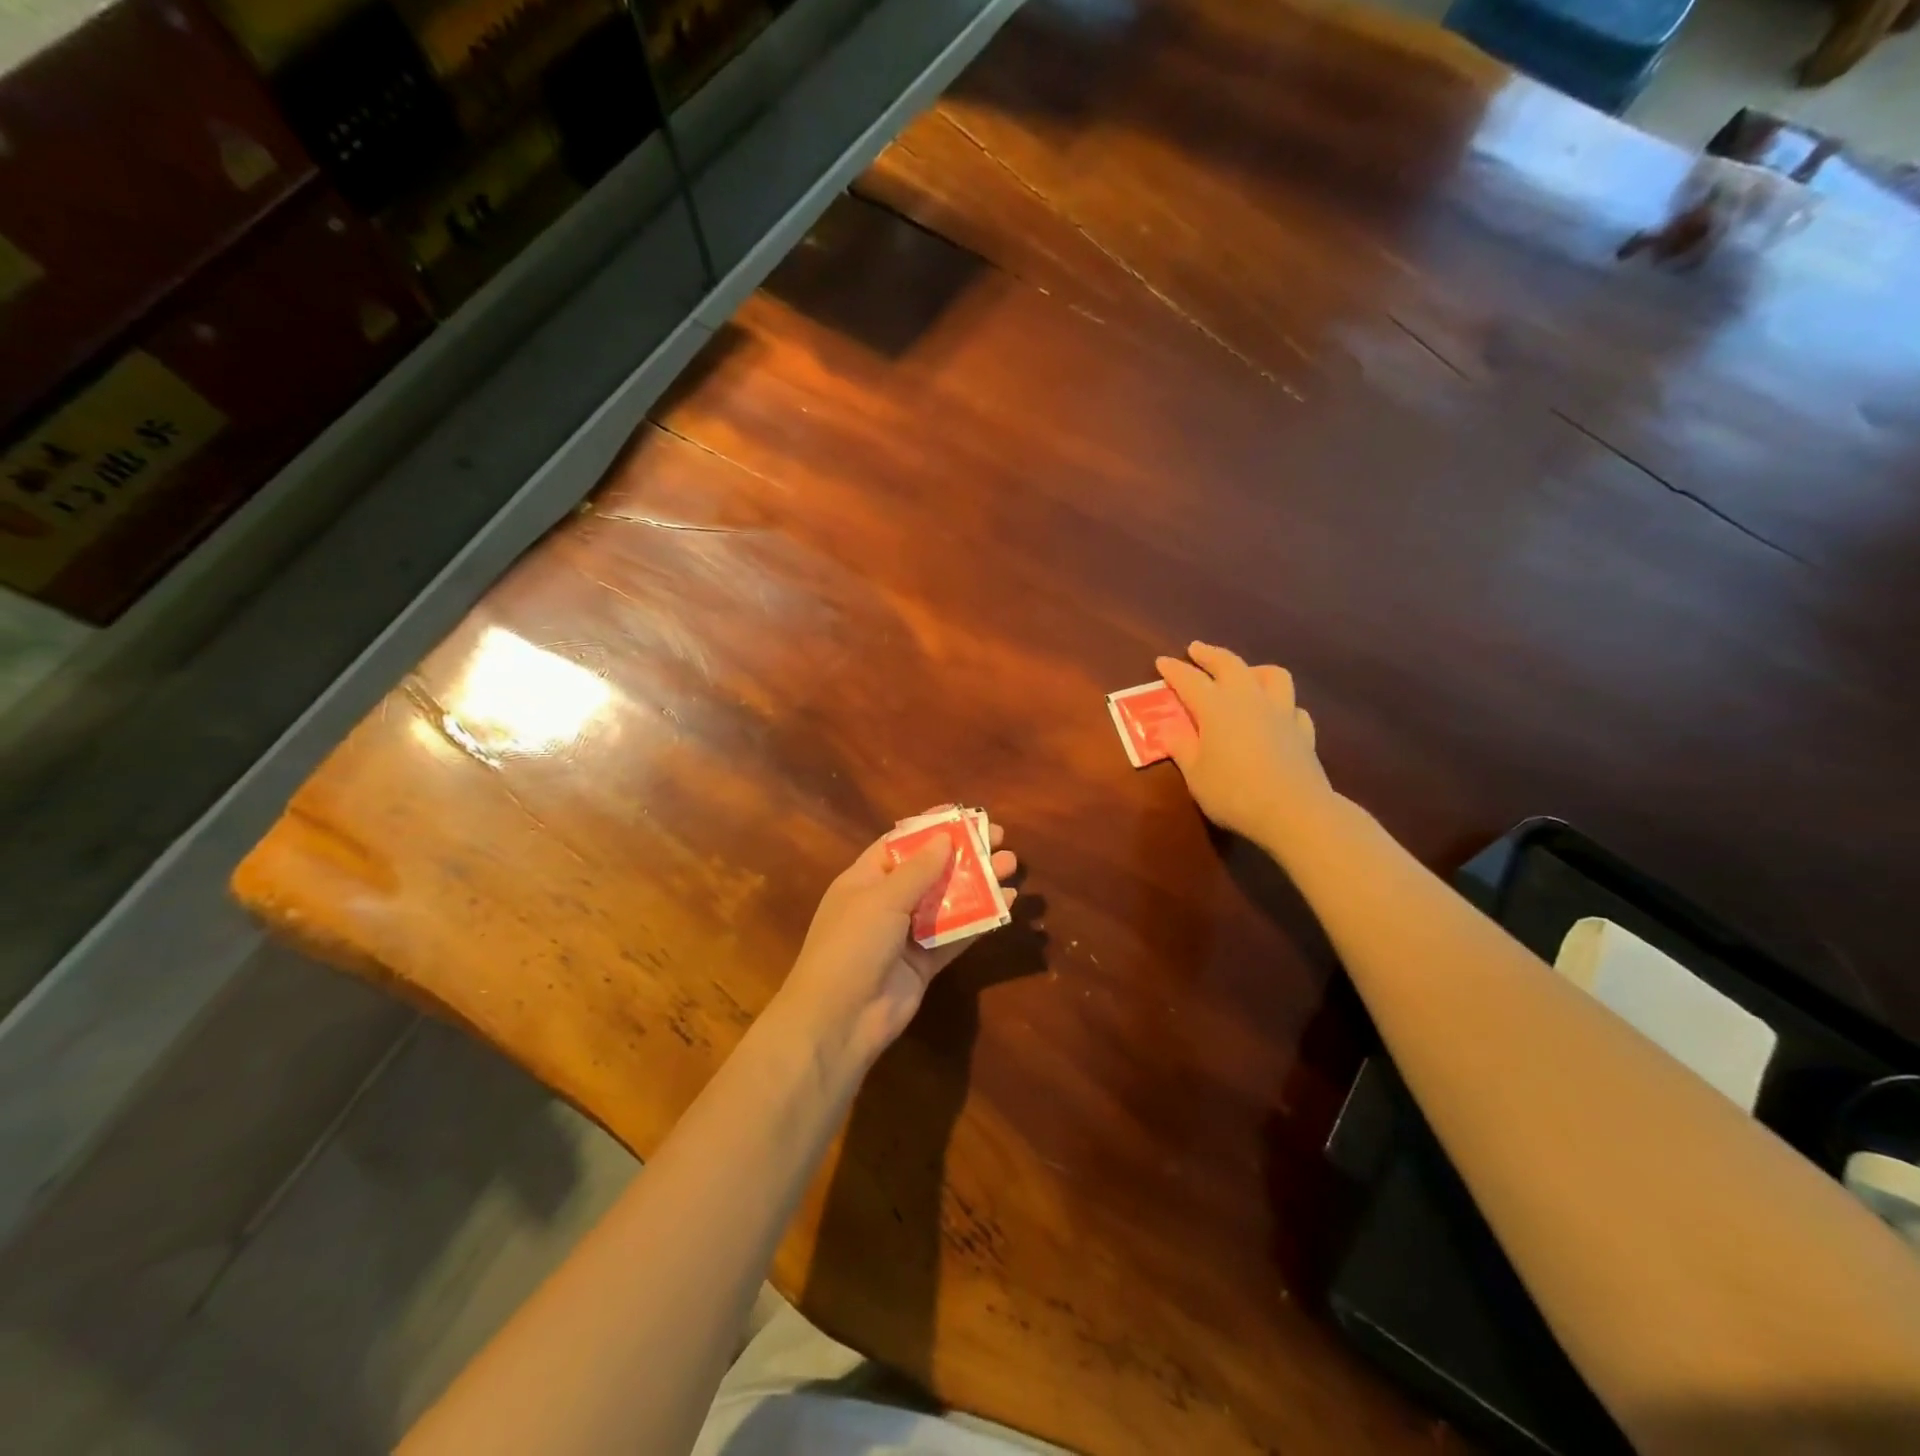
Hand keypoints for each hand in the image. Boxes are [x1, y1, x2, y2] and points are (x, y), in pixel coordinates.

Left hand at [774, 815, 1017, 1073]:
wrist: (839, 1019)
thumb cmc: (852, 945)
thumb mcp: (882, 899)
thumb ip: (918, 869)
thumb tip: (944, 838)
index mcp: (865, 879)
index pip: (901, 843)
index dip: (931, 827)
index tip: (965, 814)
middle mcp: (886, 902)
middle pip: (930, 870)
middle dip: (964, 853)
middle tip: (1000, 838)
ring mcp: (906, 934)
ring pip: (948, 900)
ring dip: (978, 882)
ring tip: (1011, 864)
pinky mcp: (925, 962)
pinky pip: (956, 934)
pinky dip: (981, 918)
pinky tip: (1007, 902)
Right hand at [1155, 642, 1334, 847]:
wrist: (1294, 812)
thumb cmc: (1234, 793)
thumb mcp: (1196, 774)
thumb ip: (1182, 747)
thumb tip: (1171, 729)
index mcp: (1216, 708)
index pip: (1190, 680)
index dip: (1174, 670)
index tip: (1162, 661)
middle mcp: (1249, 700)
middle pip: (1230, 665)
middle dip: (1210, 654)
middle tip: (1197, 649)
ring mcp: (1281, 713)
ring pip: (1272, 676)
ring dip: (1254, 669)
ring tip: (1245, 674)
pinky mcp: (1303, 732)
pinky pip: (1292, 707)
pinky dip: (1281, 704)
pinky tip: (1276, 714)